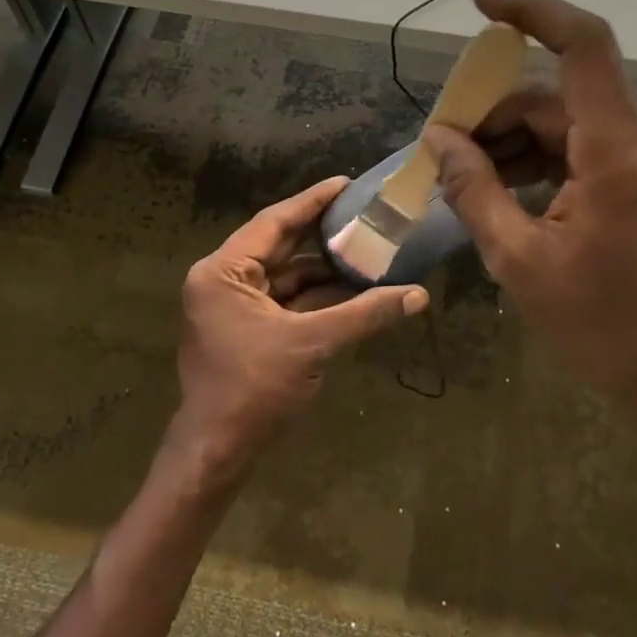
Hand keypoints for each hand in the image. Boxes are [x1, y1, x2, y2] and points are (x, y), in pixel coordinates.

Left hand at [171, 176, 428, 481]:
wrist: (217, 452)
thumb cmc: (254, 388)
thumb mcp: (312, 344)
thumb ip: (364, 314)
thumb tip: (419, 295)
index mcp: (223, 272)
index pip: (273, 222)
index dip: (312, 202)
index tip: (345, 184)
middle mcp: (223, 281)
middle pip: (279, 246)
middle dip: (321, 234)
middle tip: (362, 212)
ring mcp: (233, 306)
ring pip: (285, 276)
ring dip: (323, 269)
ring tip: (367, 250)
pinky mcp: (245, 329)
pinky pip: (285, 301)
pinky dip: (315, 296)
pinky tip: (352, 289)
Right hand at [421, 0, 636, 452]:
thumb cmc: (607, 328)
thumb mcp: (520, 262)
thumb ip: (474, 190)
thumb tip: (438, 140)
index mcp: (620, 149)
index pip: (582, 44)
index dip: (532, 11)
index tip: (479, 6)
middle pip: (557, 95)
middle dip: (493, 114)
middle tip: (441, 152)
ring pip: (569, 122)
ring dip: (513, 142)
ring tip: (465, 180)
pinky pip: (587, 147)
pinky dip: (543, 160)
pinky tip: (507, 193)